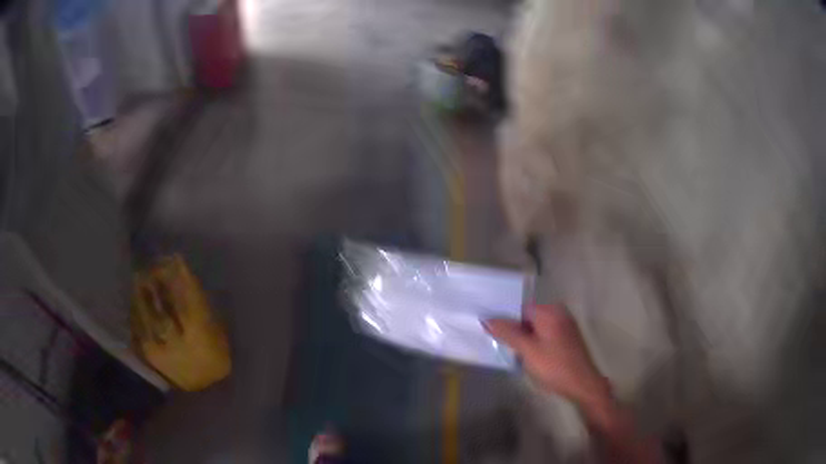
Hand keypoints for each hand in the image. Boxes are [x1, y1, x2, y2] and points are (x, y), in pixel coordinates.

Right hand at [485, 304, 611, 409]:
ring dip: (524, 337)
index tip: (491, 330)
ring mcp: (565, 324)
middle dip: (515, 329)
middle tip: (501, 344)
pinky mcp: (567, 337)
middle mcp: (559, 312)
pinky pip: (545, 333)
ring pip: (536, 327)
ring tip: (513, 352)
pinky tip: (528, 356)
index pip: (520, 308)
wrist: (582, 384)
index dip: (506, 319)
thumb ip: (508, 333)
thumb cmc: (554, 366)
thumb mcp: (527, 351)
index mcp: (550, 311)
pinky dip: (535, 342)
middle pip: (528, 317)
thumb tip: (487, 319)